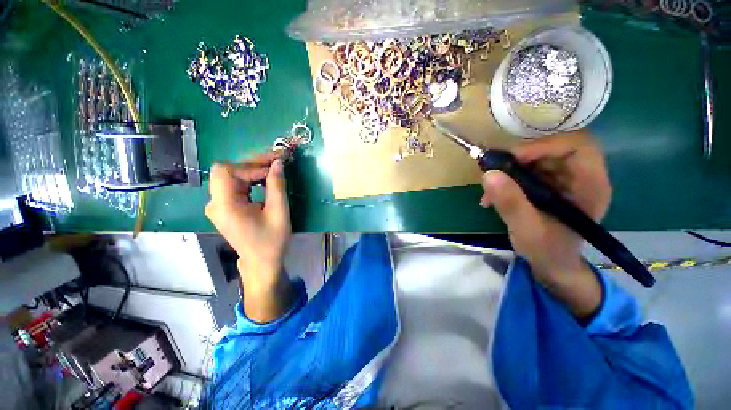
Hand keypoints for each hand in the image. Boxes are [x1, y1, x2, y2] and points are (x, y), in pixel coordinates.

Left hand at [205, 153, 290, 288]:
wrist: (262, 261)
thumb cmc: (271, 240)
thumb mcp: (278, 213)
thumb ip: (276, 186)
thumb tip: (278, 163)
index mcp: (224, 206)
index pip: (228, 172)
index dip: (251, 166)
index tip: (274, 168)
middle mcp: (215, 203)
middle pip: (228, 172)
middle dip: (253, 165)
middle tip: (276, 161)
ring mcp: (218, 205)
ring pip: (231, 176)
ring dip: (252, 171)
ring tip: (273, 169)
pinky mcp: (225, 207)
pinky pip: (235, 186)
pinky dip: (250, 179)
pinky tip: (264, 180)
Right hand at [480, 131, 610, 316]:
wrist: (551, 263)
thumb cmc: (547, 251)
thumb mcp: (527, 230)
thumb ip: (510, 203)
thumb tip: (488, 174)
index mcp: (590, 186)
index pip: (577, 146)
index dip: (544, 146)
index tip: (512, 159)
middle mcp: (581, 177)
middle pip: (554, 147)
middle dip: (521, 157)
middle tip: (495, 171)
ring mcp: (565, 179)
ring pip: (538, 156)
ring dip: (510, 168)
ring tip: (491, 188)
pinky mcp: (549, 183)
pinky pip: (528, 169)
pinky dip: (508, 177)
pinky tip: (495, 194)